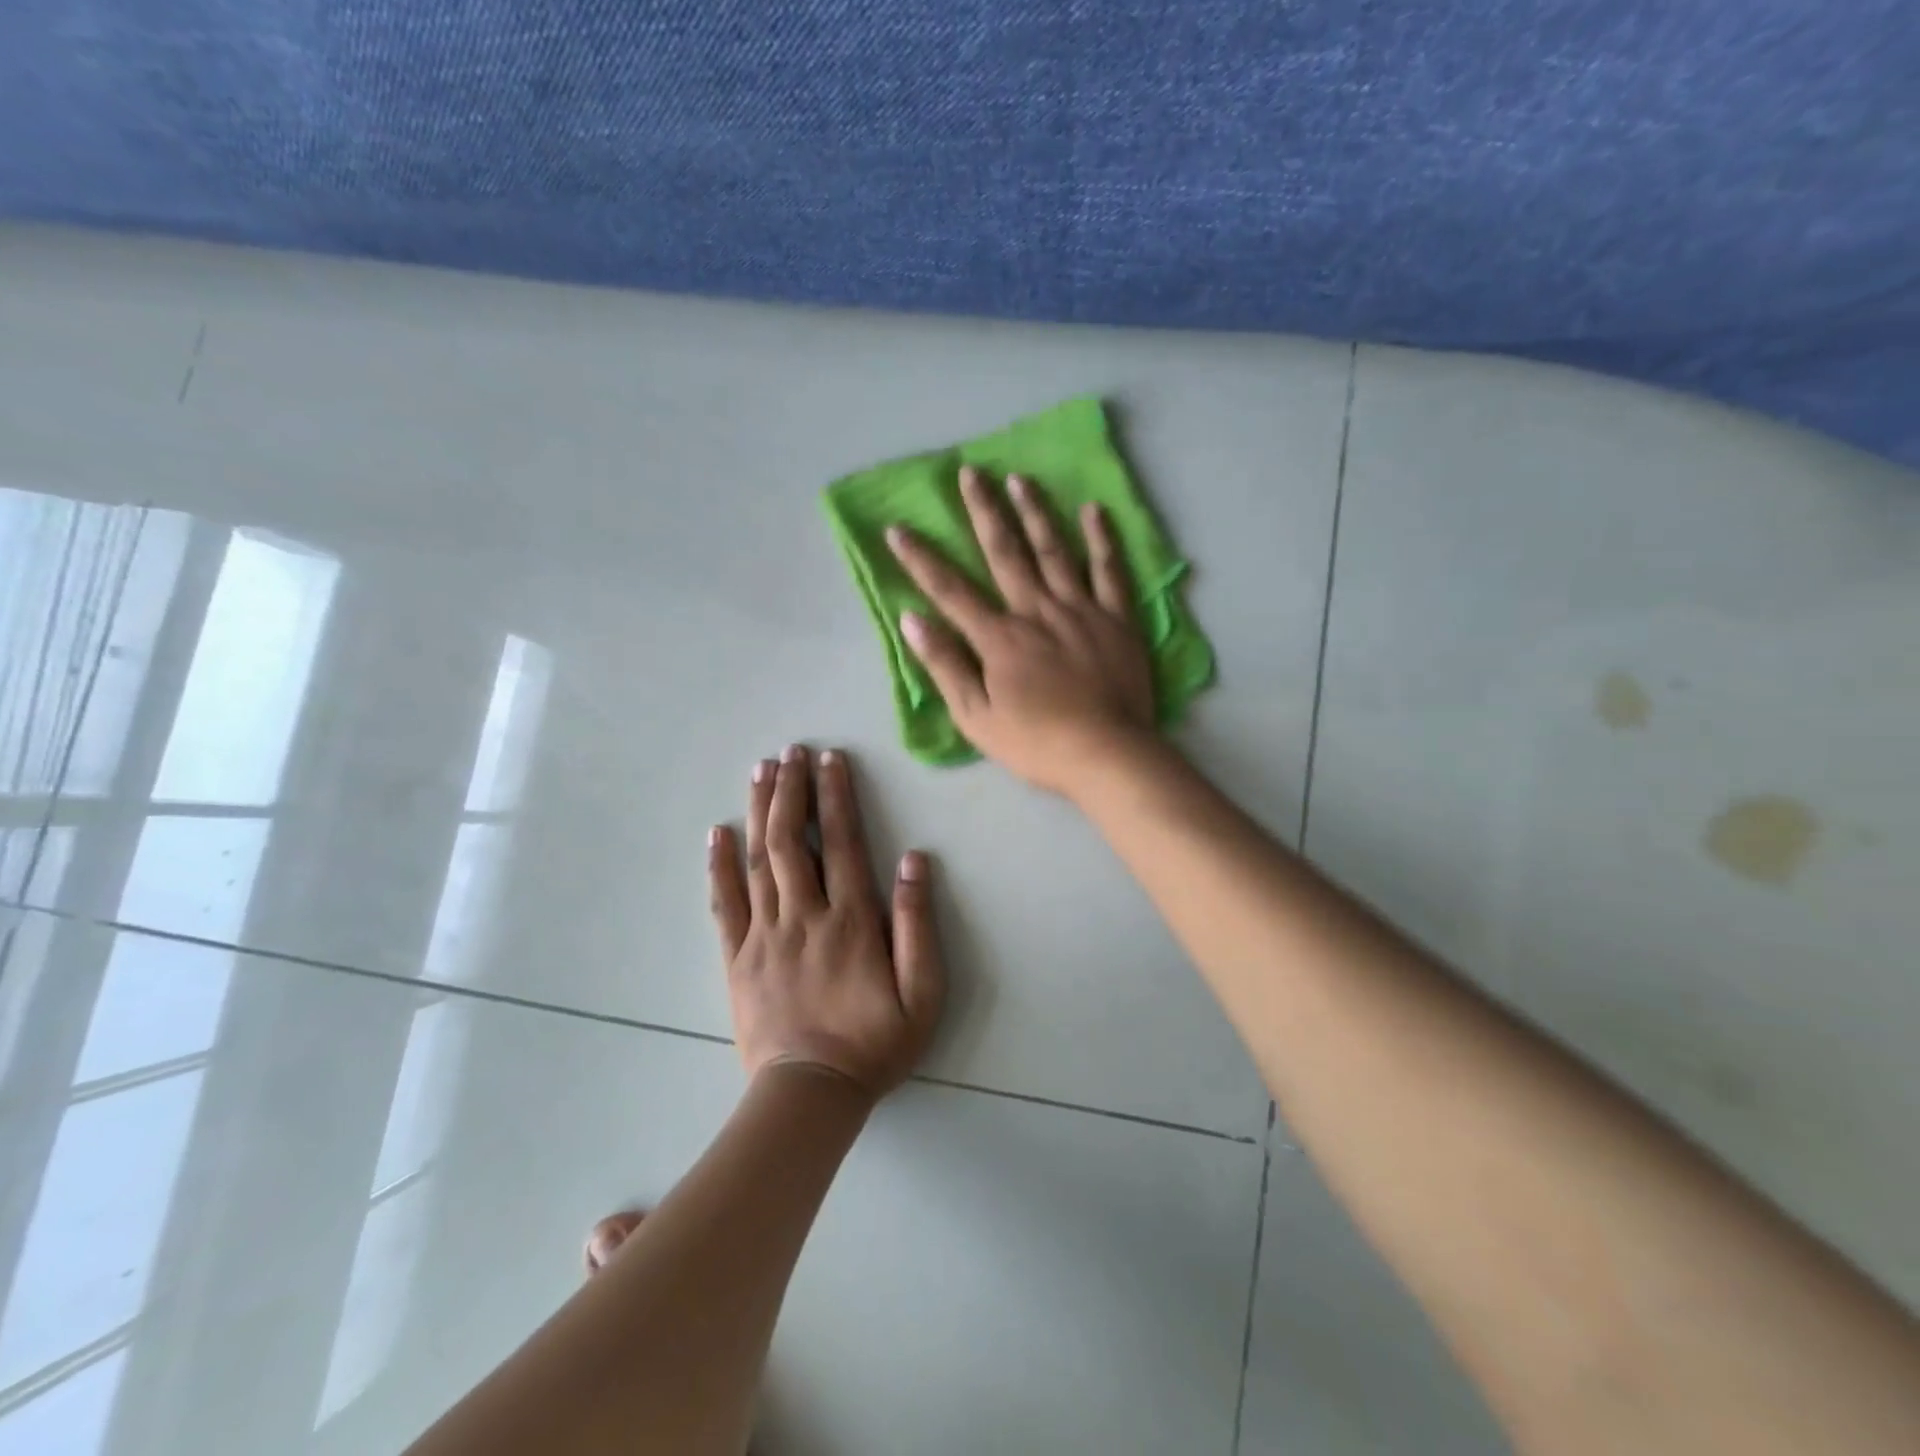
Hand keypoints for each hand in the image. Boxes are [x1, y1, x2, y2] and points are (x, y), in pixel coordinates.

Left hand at [709, 744, 943, 1099]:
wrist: (810, 1095)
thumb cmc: (874, 1043)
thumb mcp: (922, 992)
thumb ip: (918, 924)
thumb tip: (912, 860)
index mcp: (850, 920)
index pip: (841, 842)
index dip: (835, 796)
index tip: (829, 759)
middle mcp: (804, 916)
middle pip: (792, 840)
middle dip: (792, 790)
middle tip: (790, 751)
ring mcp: (764, 935)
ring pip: (758, 861)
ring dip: (759, 811)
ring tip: (760, 771)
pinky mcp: (737, 958)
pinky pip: (724, 903)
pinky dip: (719, 865)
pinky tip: (717, 833)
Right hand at [886, 466, 1155, 795]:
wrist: (1107, 755)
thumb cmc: (1036, 744)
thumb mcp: (976, 717)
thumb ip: (945, 666)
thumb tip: (912, 620)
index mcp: (999, 638)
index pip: (950, 590)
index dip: (921, 559)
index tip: (898, 528)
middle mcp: (1037, 611)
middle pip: (1005, 553)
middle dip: (983, 511)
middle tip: (970, 472)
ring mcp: (1081, 610)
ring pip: (1054, 551)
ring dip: (1035, 512)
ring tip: (1019, 478)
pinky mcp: (1117, 619)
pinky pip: (1109, 572)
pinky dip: (1101, 540)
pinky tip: (1093, 511)